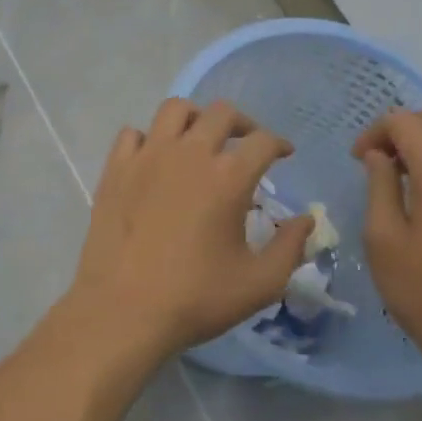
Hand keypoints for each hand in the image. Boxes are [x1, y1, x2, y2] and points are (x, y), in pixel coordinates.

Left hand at [66, 98, 313, 362]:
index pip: (263, 141)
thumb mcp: (260, 283)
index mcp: (228, 177)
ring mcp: (147, 157)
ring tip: (201, 140)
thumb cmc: (196, 298)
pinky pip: (133, 133)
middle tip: (246, 144)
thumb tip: (306, 220)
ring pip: (174, 109)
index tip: (284, 154)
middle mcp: (189, 154)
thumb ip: (291, 247)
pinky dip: (149, 138)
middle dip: (243, 124)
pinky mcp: (115, 169)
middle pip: (221, 113)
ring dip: (195, 118)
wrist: (123, 311)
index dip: (280, 144)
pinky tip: (155, 159)